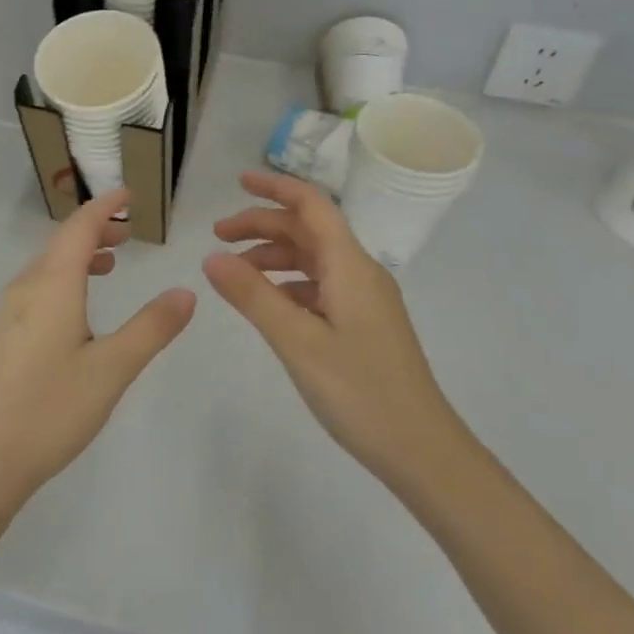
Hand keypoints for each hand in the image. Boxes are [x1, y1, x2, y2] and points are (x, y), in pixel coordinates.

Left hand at [0, 189, 195, 512]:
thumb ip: (151, 327)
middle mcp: (26, 288)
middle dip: (95, 230)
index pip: (79, 228)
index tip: (128, 194)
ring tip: (109, 264)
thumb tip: (186, 291)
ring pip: (47, 266)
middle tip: (128, 232)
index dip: (104, 207)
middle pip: (61, 242)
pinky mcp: (4, 336)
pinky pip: (38, 287)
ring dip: (78, 255)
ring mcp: (9, 312)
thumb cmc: (52, 408)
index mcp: (52, 285)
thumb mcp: (113, 368)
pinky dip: (64, 278)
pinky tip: (78, 309)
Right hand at [204, 171, 464, 489]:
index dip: (275, 187)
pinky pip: (321, 287)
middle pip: (308, 230)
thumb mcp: (297, 341)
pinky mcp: (364, 325)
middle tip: (218, 236)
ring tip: (234, 272)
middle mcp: (360, 273)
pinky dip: (289, 284)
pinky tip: (268, 305)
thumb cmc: (360, 392)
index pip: (311, 206)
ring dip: (274, 256)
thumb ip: (252, 296)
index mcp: (350, 266)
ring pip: (313, 260)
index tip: (238, 182)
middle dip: (263, 224)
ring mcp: (365, 300)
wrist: (422, 451)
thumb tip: (211, 257)